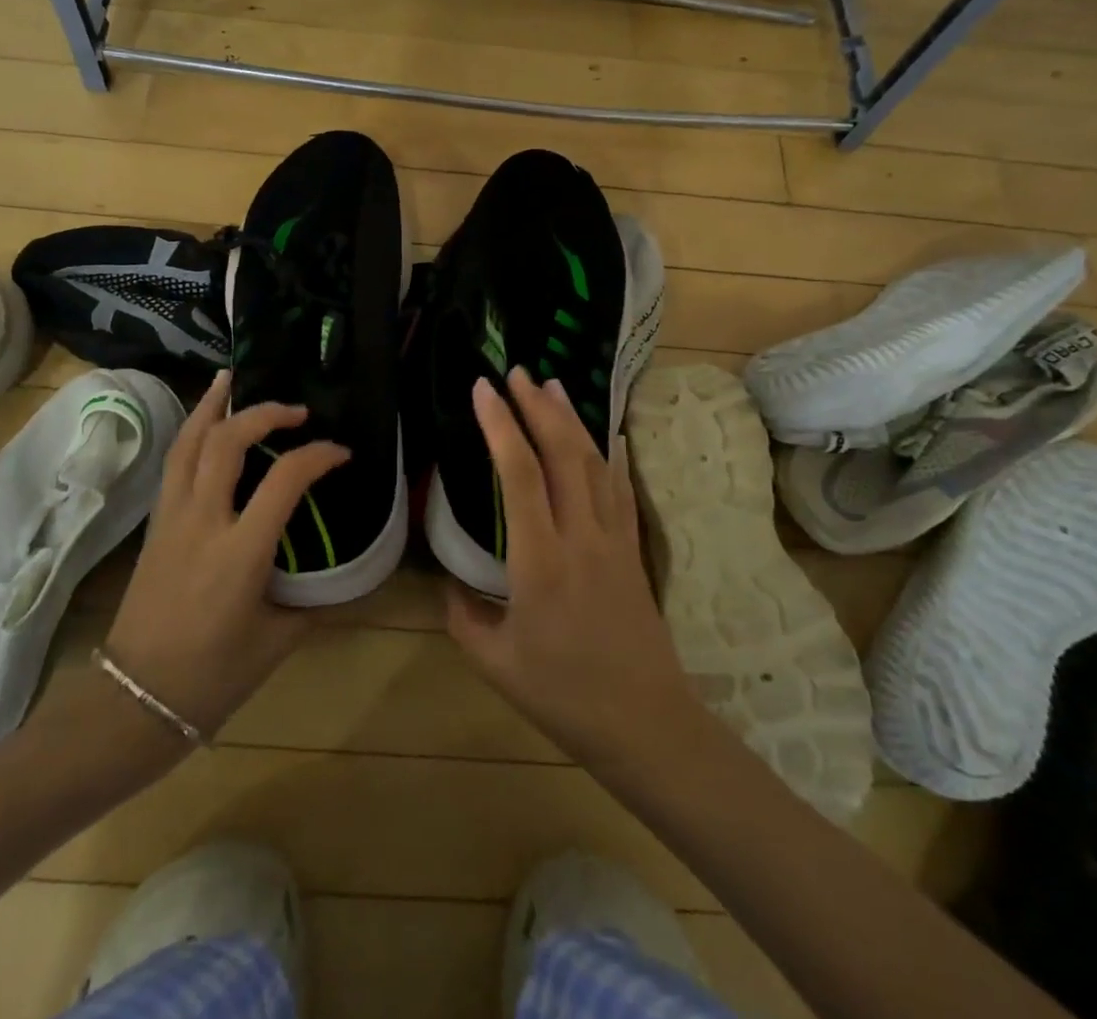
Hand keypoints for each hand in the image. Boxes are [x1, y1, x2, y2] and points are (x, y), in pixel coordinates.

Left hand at [103, 370, 348, 738]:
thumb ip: (315, 603)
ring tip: (231, 380)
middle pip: (227, 442)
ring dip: (213, 406)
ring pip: (188, 443)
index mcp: (240, 552)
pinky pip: (174, 463)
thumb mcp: (276, 641)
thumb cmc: (211, 678)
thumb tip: (348, 580)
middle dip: (264, 413)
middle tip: (295, 409)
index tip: (341, 453)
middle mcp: (203, 522)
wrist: (132, 702)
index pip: (285, 479)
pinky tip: (205, 424)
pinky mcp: (154, 525)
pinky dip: (192, 432)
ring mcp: (171, 519)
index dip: (318, 455)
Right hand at [446, 369, 702, 770]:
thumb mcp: (496, 663)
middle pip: (563, 455)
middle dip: (537, 408)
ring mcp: (613, 540)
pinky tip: (606, 436)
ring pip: (594, 464)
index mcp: (540, 561)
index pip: (520, 476)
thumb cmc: (564, 695)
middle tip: (517, 373)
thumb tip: (450, 583)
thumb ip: (464, 616)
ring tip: (553, 386)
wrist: (645, 723)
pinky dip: (611, 456)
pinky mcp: (632, 550)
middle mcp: (580, 537)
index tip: (484, 391)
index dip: (501, 427)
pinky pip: (622, 490)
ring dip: (572, 420)